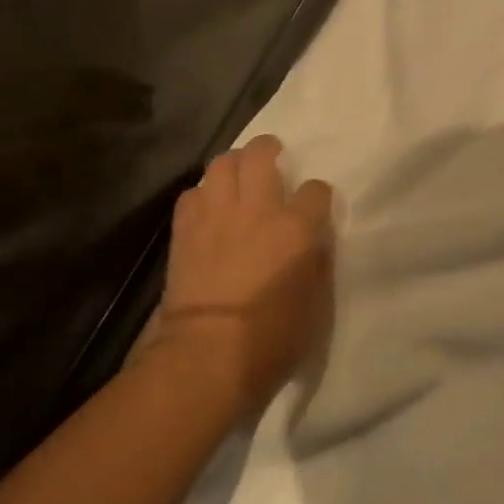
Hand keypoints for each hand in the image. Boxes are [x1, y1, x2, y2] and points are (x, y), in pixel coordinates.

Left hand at [151, 135, 334, 420]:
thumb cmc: (273, 337)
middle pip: (260, 155)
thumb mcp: (317, 302)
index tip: (314, 206)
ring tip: (238, 176)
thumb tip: (313, 240)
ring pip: (221, 164)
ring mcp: (217, 215)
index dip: (317, 195)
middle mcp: (258, 209)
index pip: (316, 189)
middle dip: (269, 148)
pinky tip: (209, 207)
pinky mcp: (185, 230)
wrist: (206, 355)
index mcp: (297, 228)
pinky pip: (193, 193)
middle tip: (273, 156)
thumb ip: (317, 260)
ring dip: (233, 164)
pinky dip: (204, 193)